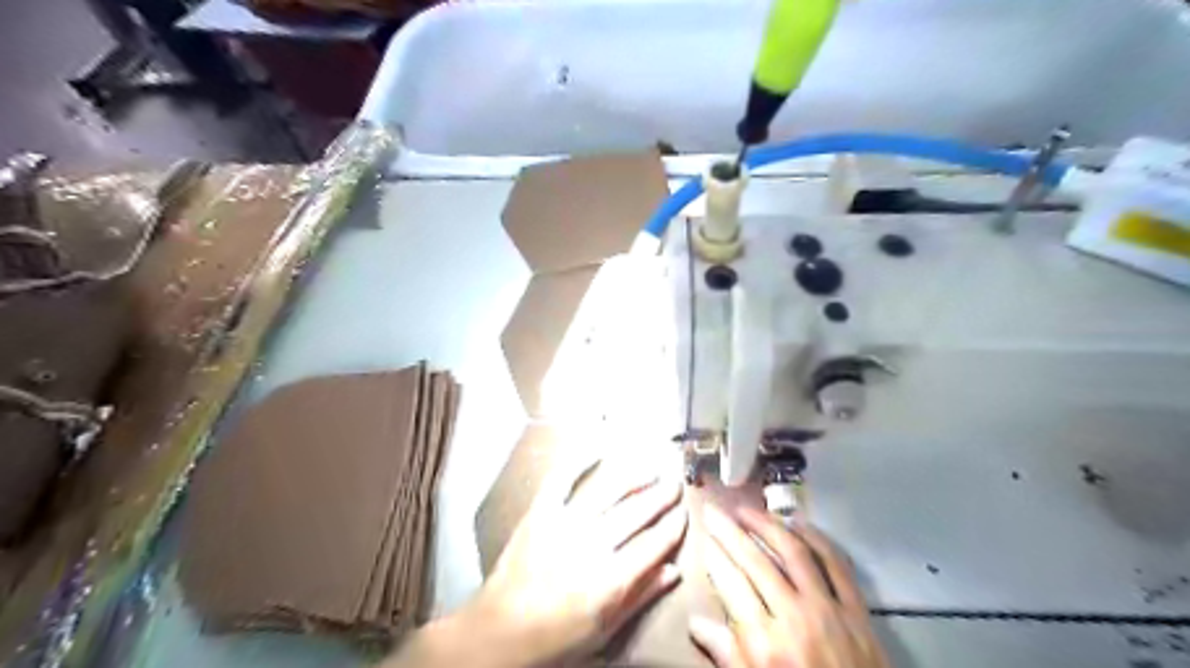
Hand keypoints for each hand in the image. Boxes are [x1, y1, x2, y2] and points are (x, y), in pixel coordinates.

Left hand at [392, 458, 687, 667]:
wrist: (498, 633)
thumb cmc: (555, 639)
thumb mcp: (604, 631)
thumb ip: (640, 597)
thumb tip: (674, 570)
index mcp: (609, 580)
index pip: (653, 545)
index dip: (672, 528)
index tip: (684, 514)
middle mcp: (591, 545)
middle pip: (635, 513)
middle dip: (660, 496)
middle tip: (674, 484)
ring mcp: (563, 524)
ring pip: (607, 491)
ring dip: (632, 476)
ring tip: (650, 467)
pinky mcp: (539, 513)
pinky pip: (561, 479)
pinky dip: (579, 462)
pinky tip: (597, 450)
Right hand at [693, 507, 886, 667]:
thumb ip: (728, 654)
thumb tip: (697, 622)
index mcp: (766, 643)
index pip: (731, 585)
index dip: (714, 556)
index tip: (703, 537)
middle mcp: (794, 617)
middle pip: (755, 561)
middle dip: (730, 531)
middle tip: (714, 510)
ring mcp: (829, 609)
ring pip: (793, 553)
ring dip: (767, 525)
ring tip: (747, 510)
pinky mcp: (857, 610)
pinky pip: (835, 564)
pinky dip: (817, 539)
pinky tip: (799, 524)